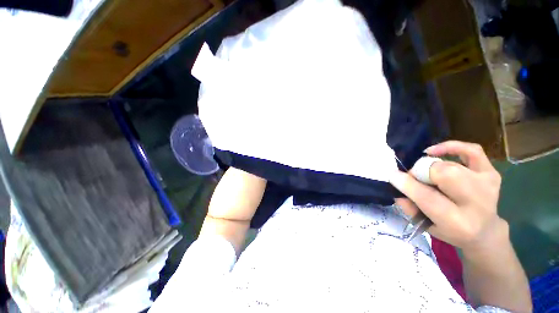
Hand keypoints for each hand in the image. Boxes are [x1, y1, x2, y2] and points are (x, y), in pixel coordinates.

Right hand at [390, 141, 503, 250]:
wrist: (484, 230)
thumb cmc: (451, 230)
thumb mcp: (426, 225)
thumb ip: (409, 206)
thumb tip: (397, 183)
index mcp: (458, 223)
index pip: (428, 198)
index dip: (407, 184)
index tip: (393, 175)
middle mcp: (477, 204)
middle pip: (445, 174)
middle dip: (422, 172)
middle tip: (414, 176)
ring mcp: (488, 186)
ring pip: (452, 165)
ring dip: (431, 166)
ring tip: (425, 172)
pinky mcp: (492, 173)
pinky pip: (472, 150)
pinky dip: (451, 146)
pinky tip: (434, 151)